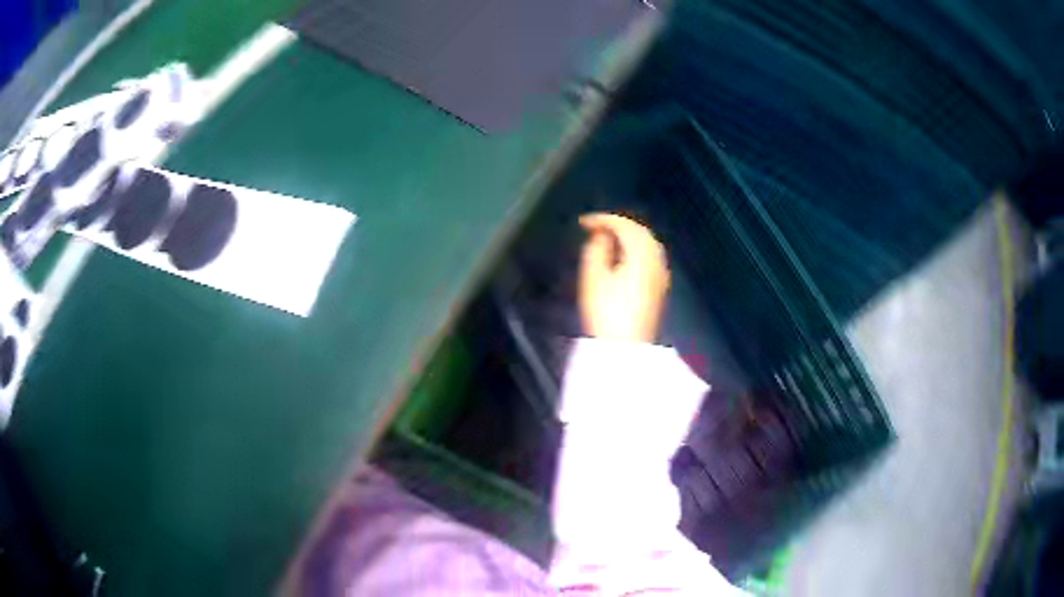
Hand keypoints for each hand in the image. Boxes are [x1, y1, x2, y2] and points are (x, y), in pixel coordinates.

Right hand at [578, 213, 669, 342]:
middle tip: (595, 227)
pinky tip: (624, 256)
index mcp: (641, 254)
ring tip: (607, 239)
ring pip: (648, 243)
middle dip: (618, 225)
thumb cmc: (606, 312)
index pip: (624, 226)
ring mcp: (661, 274)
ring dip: (629, 236)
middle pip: (640, 232)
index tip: (583, 223)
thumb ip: (596, 249)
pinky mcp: (659, 287)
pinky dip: (637, 248)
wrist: (626, 348)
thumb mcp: (593, 278)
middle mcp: (656, 260)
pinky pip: (651, 256)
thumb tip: (602, 236)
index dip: (603, 220)